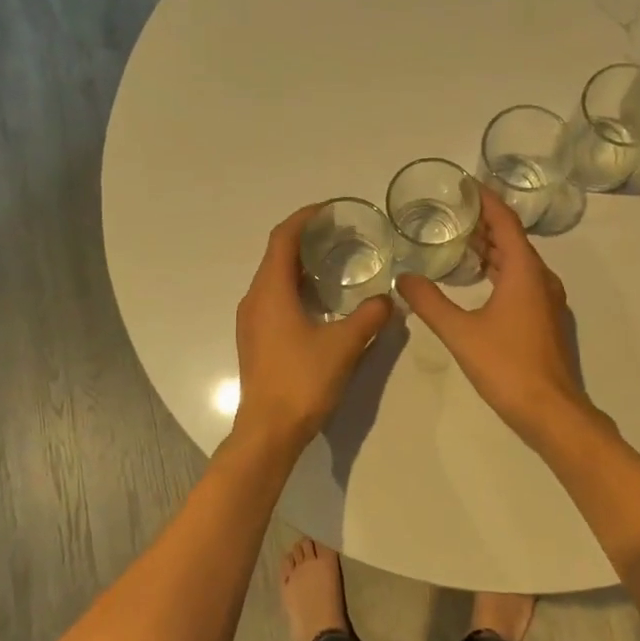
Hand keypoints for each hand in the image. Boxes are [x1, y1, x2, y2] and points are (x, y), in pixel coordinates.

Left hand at [233, 205, 394, 449]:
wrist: (268, 430)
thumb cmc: (302, 381)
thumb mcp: (344, 346)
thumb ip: (369, 317)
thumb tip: (388, 300)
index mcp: (271, 291)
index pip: (283, 238)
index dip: (304, 218)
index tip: (330, 210)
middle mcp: (254, 299)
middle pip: (276, 255)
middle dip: (305, 239)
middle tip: (340, 235)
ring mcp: (251, 321)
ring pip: (273, 278)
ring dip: (300, 265)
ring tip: (335, 264)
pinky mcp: (255, 339)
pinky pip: (273, 299)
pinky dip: (295, 288)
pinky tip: (321, 302)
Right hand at [396, 185, 590, 445]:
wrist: (551, 410)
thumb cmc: (506, 365)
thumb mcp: (460, 332)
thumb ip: (429, 302)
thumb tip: (404, 278)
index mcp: (524, 272)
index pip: (505, 222)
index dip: (486, 200)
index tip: (465, 185)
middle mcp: (541, 279)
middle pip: (513, 239)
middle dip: (485, 224)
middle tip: (453, 214)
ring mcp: (547, 300)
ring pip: (518, 263)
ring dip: (492, 249)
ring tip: (460, 243)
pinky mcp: (545, 320)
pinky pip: (522, 281)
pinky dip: (500, 271)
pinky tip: (479, 283)